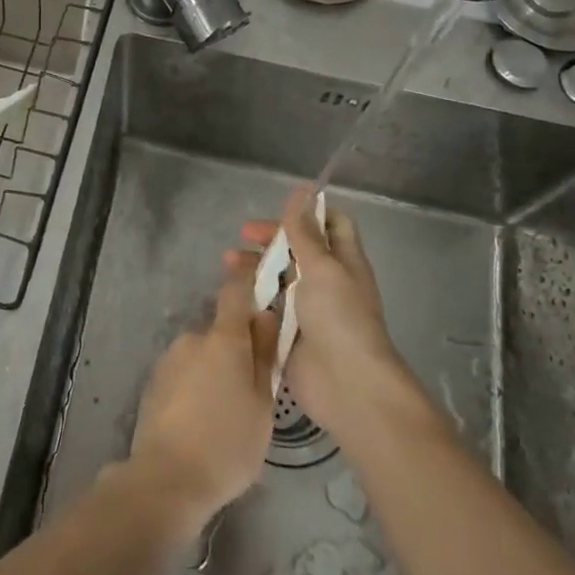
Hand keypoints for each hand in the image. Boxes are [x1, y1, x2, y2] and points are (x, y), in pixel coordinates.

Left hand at [125, 256, 280, 527]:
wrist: (167, 477)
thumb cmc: (228, 444)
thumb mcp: (262, 405)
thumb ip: (264, 356)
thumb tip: (266, 316)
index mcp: (224, 339)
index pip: (235, 292)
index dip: (247, 281)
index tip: (260, 277)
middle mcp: (193, 338)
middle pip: (221, 331)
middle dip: (236, 350)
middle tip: (252, 388)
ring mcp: (169, 359)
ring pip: (202, 355)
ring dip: (215, 371)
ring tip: (226, 414)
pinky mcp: (154, 381)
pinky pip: (184, 373)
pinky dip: (196, 386)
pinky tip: (201, 421)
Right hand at [241, 186, 431, 444]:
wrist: (347, 385)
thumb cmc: (339, 317)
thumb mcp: (322, 267)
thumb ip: (305, 231)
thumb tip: (303, 189)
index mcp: (343, 261)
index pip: (331, 224)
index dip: (309, 212)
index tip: (280, 207)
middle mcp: (327, 282)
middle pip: (298, 250)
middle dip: (271, 239)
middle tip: (243, 235)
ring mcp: (307, 310)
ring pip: (278, 278)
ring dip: (255, 267)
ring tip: (227, 264)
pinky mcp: (289, 334)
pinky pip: (267, 308)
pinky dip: (250, 297)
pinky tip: (231, 293)